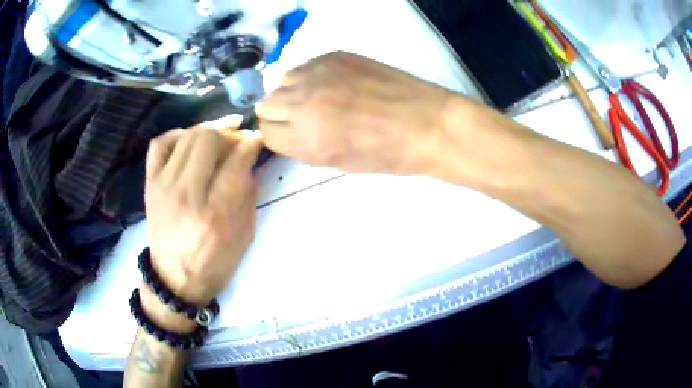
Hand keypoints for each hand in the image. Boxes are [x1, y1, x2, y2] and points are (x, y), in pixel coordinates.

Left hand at [144, 118, 262, 308]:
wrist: (174, 279)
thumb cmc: (214, 262)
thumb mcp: (244, 235)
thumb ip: (249, 194)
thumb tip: (249, 159)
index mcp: (216, 214)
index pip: (236, 160)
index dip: (251, 142)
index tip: (257, 139)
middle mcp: (187, 195)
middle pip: (208, 139)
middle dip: (229, 131)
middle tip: (238, 137)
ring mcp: (164, 187)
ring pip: (187, 137)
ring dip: (208, 129)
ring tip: (219, 134)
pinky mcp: (150, 184)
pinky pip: (159, 145)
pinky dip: (177, 135)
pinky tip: (188, 140)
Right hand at [257, 51, 453, 174]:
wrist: (427, 124)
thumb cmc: (389, 154)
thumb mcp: (339, 163)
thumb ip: (305, 146)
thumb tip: (290, 130)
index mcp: (307, 139)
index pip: (266, 132)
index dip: (277, 135)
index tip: (289, 134)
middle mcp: (304, 103)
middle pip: (265, 105)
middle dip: (278, 114)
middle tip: (300, 117)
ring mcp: (318, 74)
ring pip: (280, 81)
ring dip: (291, 91)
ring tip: (317, 97)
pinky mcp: (334, 56)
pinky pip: (304, 65)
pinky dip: (310, 76)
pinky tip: (333, 83)